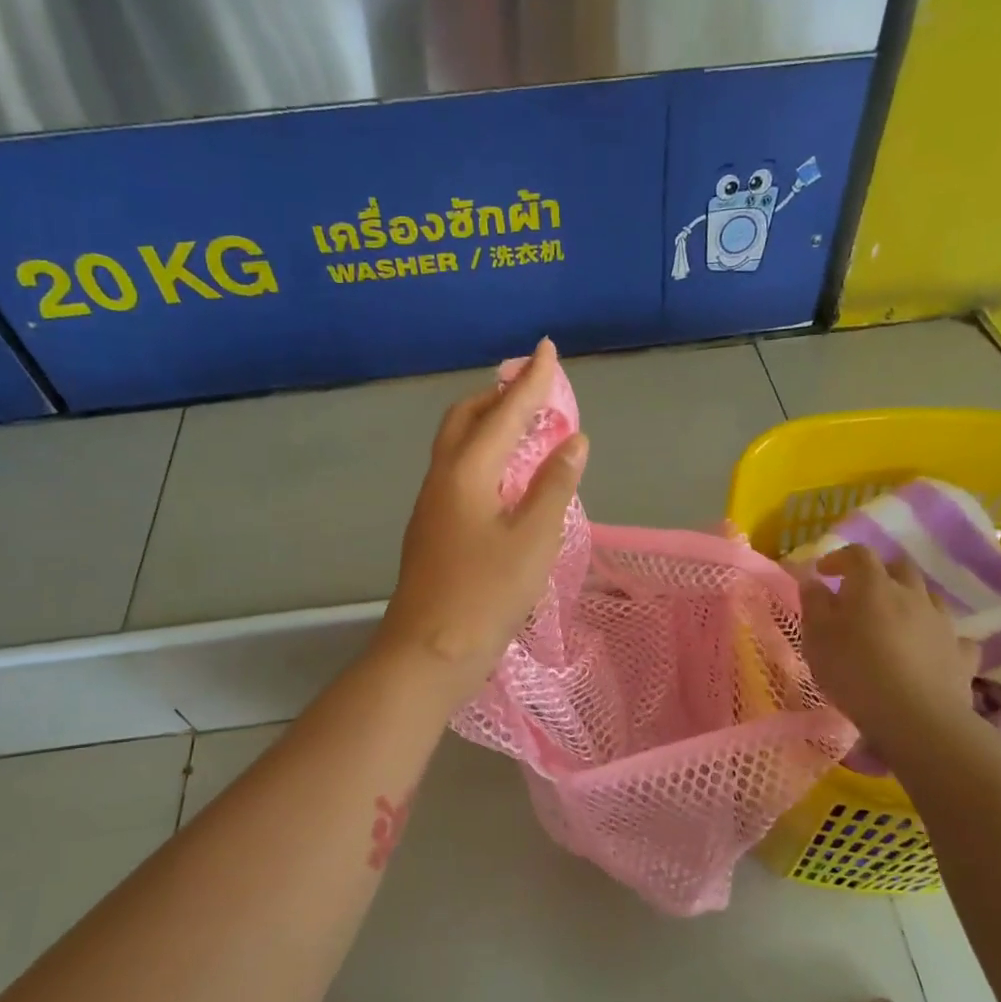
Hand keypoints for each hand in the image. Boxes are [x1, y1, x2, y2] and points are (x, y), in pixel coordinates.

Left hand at [377, 338, 587, 705]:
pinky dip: (483, 457)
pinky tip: (505, 478)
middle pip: (465, 419)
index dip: (530, 381)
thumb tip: (572, 441)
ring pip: (457, 446)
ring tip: (522, 427)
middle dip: (498, 396)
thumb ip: (554, 486)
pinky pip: (458, 473)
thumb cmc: (485, 594)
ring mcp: (432, 506)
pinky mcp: (432, 530)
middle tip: (531, 390)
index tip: (546, 349)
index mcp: (466, 472)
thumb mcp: (533, 539)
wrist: (428, 652)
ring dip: (488, 425)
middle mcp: (442, 479)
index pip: (504, 413)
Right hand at [799, 546, 978, 740]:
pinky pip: (953, 636)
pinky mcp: (961, 653)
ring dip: (910, 601)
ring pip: (929, 597)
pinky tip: (929, 651)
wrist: (914, 716)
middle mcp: (912, 594)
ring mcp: (942, 622)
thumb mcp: (816, 638)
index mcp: (873, 585)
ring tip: (894, 622)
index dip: (839, 558)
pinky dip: (938, 637)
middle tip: (860, 594)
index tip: (824, 573)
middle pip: (899, 568)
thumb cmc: (854, 672)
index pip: (858, 554)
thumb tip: (813, 581)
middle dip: (880, 574)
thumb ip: (814, 604)